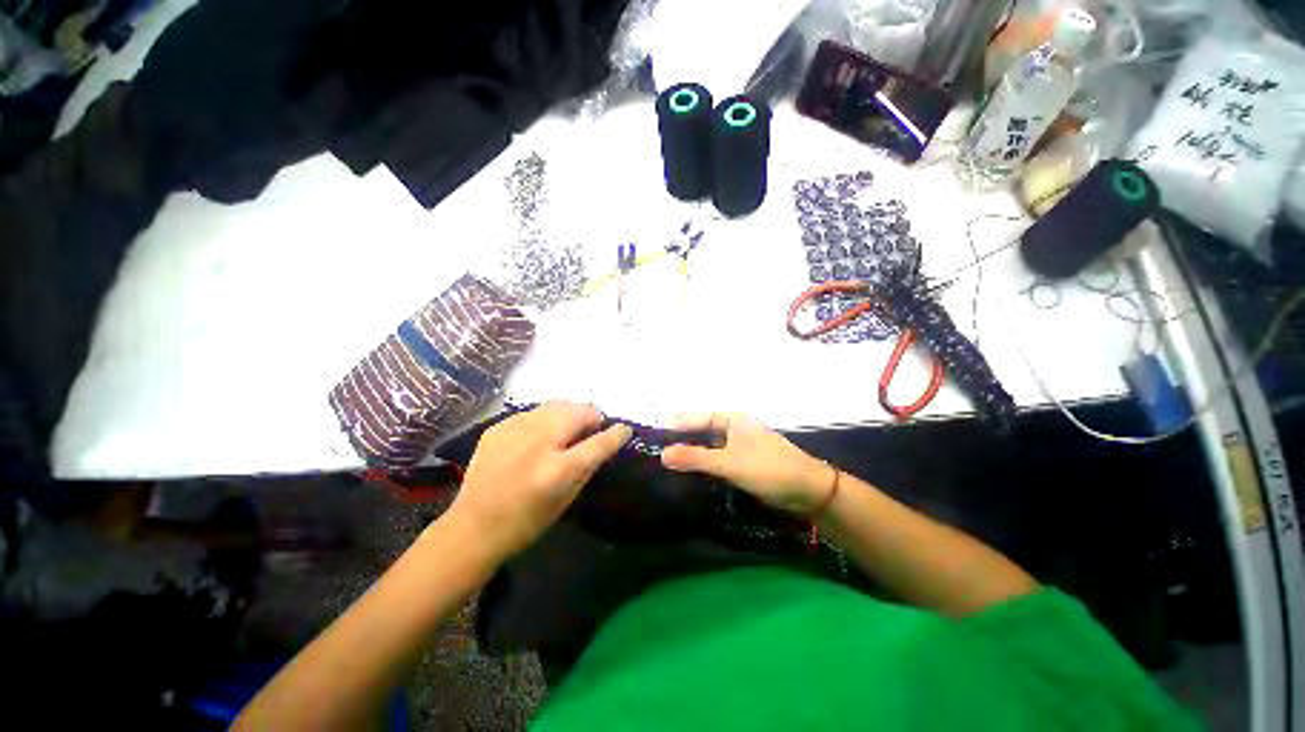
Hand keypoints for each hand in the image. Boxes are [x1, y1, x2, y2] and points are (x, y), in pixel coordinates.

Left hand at [448, 402, 630, 556]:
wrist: (472, 527)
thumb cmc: (526, 522)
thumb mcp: (566, 499)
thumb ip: (587, 466)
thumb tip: (604, 442)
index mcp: (557, 470)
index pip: (598, 442)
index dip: (616, 434)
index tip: (624, 429)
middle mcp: (537, 443)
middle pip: (577, 412)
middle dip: (592, 415)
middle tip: (593, 427)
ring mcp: (514, 431)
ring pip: (556, 404)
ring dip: (570, 412)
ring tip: (570, 424)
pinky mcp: (498, 427)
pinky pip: (533, 412)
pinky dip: (545, 418)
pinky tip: (541, 433)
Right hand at [660, 413, 833, 514]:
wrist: (808, 490)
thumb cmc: (768, 468)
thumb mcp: (729, 462)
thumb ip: (696, 458)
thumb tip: (662, 455)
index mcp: (732, 419)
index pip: (697, 417)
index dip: (677, 424)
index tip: (655, 434)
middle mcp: (734, 428)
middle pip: (701, 431)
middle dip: (682, 440)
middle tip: (657, 451)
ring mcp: (740, 446)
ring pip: (709, 447)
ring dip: (692, 454)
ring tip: (667, 462)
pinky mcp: (744, 462)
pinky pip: (718, 459)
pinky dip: (704, 464)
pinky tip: (691, 473)